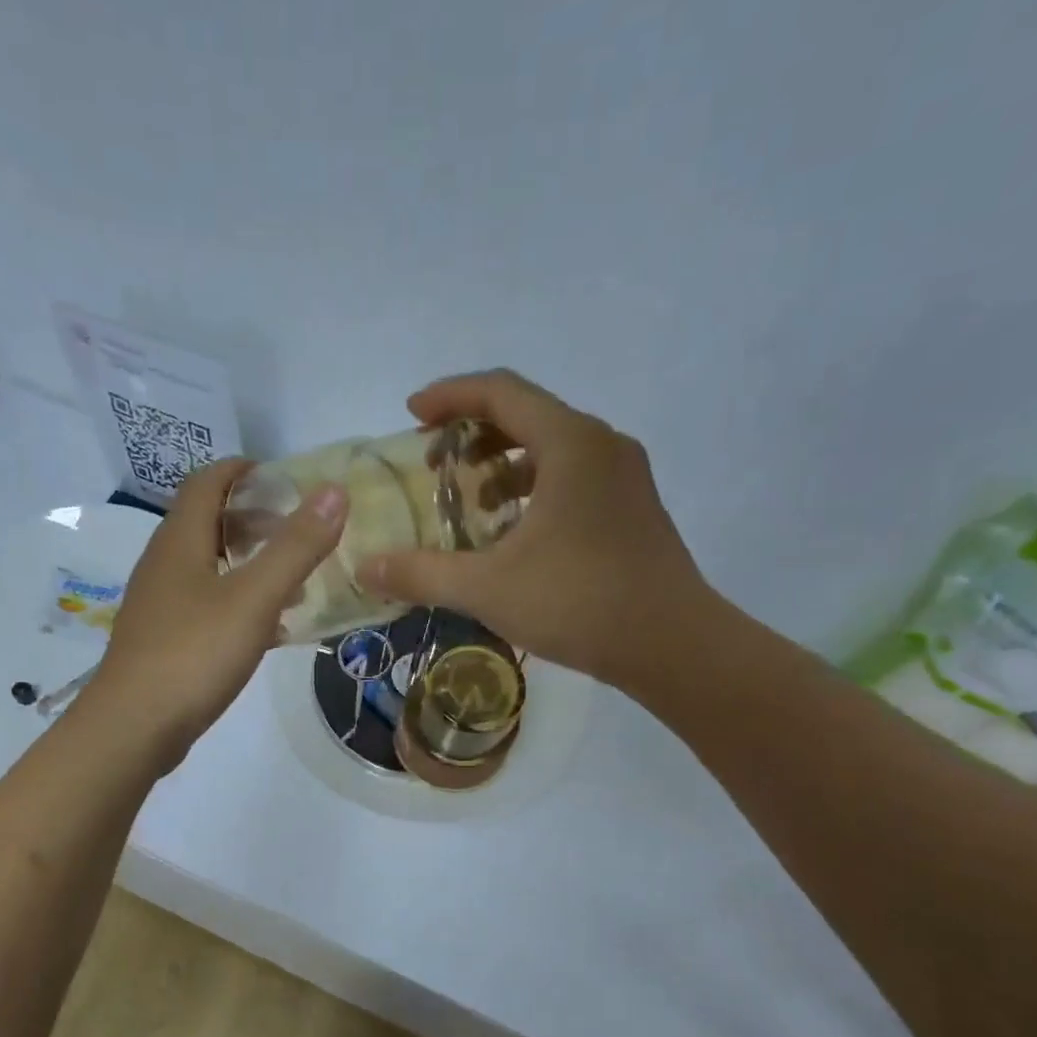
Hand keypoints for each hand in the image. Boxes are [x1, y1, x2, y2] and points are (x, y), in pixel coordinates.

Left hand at [79, 458, 347, 770]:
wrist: (134, 726)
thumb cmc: (195, 653)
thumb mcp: (254, 598)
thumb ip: (296, 547)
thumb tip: (334, 492)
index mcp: (180, 540)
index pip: (207, 481)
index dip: (244, 471)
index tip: (285, 479)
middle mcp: (163, 563)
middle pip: (206, 522)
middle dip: (253, 519)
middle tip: (297, 532)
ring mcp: (159, 604)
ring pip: (207, 566)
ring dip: (247, 563)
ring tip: (292, 581)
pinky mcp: (163, 639)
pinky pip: (204, 604)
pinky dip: (237, 601)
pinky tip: (266, 629)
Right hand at [354, 370, 715, 690]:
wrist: (673, 645)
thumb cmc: (579, 602)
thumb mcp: (487, 588)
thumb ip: (421, 573)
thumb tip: (364, 567)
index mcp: (570, 443)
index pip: (500, 391)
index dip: (449, 397)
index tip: (411, 414)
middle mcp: (602, 445)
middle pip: (528, 415)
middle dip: (473, 433)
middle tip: (435, 465)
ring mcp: (625, 477)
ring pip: (553, 449)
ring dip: (504, 465)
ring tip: (471, 502)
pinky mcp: (634, 509)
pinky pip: (573, 478)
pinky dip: (534, 488)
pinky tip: (513, 534)